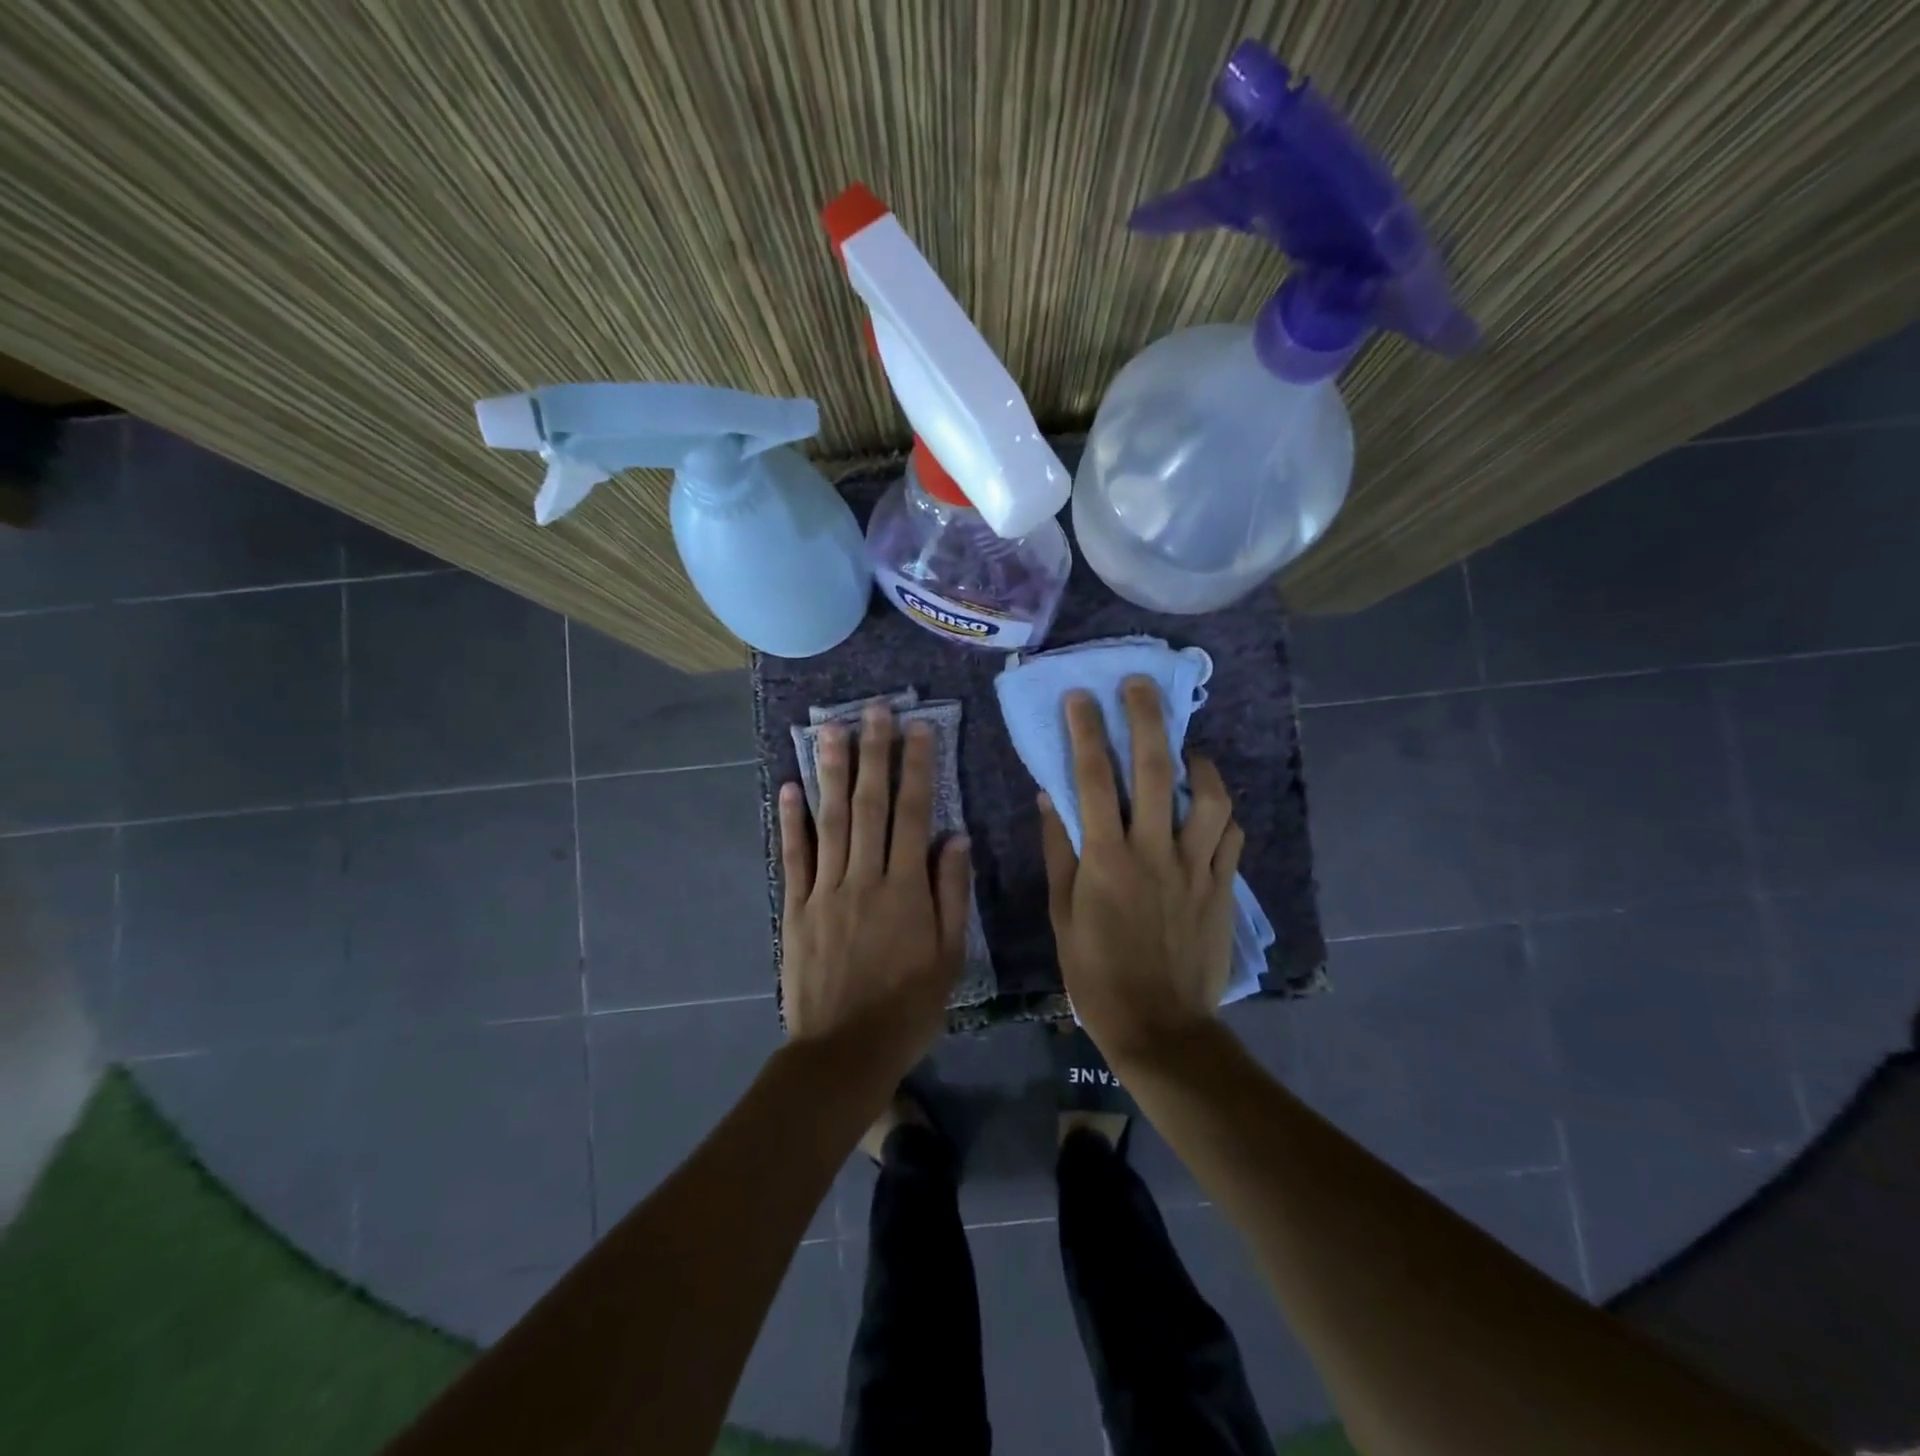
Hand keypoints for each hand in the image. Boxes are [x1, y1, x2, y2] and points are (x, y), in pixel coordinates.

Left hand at [778, 706, 971, 1083]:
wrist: (845, 1051)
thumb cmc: (908, 1007)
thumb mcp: (949, 957)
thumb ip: (951, 894)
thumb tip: (956, 838)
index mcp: (906, 889)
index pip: (914, 814)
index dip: (916, 768)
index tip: (918, 728)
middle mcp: (864, 877)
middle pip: (869, 805)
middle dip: (874, 753)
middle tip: (874, 710)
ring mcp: (824, 890)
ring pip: (829, 820)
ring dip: (831, 772)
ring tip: (831, 729)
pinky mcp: (795, 907)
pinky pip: (793, 857)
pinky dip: (791, 821)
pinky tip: (790, 787)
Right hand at [1039, 677, 1244, 1067]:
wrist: (1159, 1025)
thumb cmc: (1096, 972)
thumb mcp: (1062, 914)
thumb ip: (1059, 851)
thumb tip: (1050, 797)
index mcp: (1107, 858)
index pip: (1093, 779)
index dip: (1085, 732)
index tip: (1080, 698)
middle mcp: (1155, 851)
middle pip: (1157, 770)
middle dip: (1147, 719)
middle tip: (1140, 686)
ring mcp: (1196, 867)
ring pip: (1210, 797)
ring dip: (1199, 762)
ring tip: (1187, 749)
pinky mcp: (1222, 886)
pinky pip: (1231, 836)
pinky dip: (1221, 811)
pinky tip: (1209, 806)